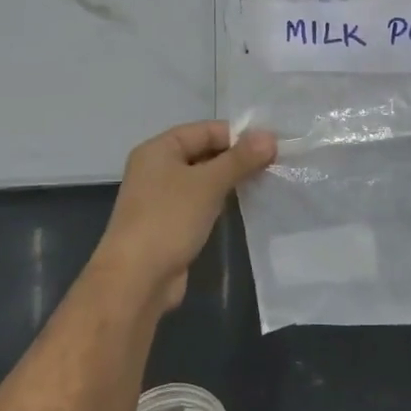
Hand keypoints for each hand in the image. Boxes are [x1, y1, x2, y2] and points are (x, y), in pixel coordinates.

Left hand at [95, 120, 277, 310]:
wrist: (136, 279)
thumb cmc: (169, 220)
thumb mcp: (208, 184)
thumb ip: (240, 159)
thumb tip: (270, 136)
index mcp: (158, 149)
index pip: (205, 130)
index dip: (238, 135)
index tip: (272, 146)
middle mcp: (156, 168)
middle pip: (203, 152)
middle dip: (237, 158)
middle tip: (274, 165)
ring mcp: (161, 198)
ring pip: (203, 179)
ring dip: (231, 180)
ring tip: (265, 182)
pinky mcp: (170, 223)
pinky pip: (200, 202)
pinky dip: (220, 201)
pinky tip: (243, 206)